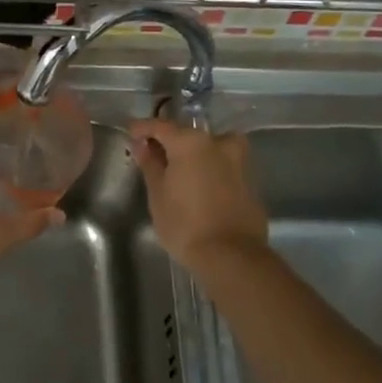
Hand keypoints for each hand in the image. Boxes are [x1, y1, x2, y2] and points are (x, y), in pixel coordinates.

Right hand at [129, 119, 268, 271]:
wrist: (231, 256)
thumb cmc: (185, 224)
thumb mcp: (158, 195)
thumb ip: (151, 165)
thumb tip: (143, 146)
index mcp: (190, 142)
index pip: (160, 126)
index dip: (142, 128)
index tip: (131, 133)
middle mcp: (217, 143)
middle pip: (188, 134)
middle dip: (170, 142)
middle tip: (154, 156)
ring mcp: (238, 161)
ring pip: (211, 147)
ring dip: (195, 154)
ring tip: (181, 171)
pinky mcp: (250, 181)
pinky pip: (224, 166)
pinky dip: (211, 169)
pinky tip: (201, 187)